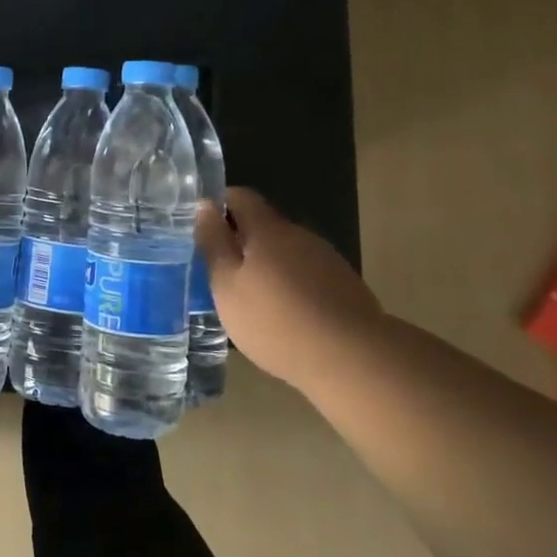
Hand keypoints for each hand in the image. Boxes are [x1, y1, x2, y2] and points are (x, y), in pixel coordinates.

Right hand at [193, 187, 385, 385]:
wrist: (353, 359)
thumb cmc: (274, 320)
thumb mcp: (227, 284)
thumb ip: (214, 243)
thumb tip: (204, 205)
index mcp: (268, 230)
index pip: (240, 197)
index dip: (219, 206)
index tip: (203, 230)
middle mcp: (300, 235)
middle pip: (264, 226)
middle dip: (242, 242)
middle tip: (222, 273)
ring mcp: (327, 260)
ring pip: (287, 252)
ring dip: (267, 266)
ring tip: (253, 300)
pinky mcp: (345, 286)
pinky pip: (307, 274)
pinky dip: (291, 286)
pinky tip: (286, 317)